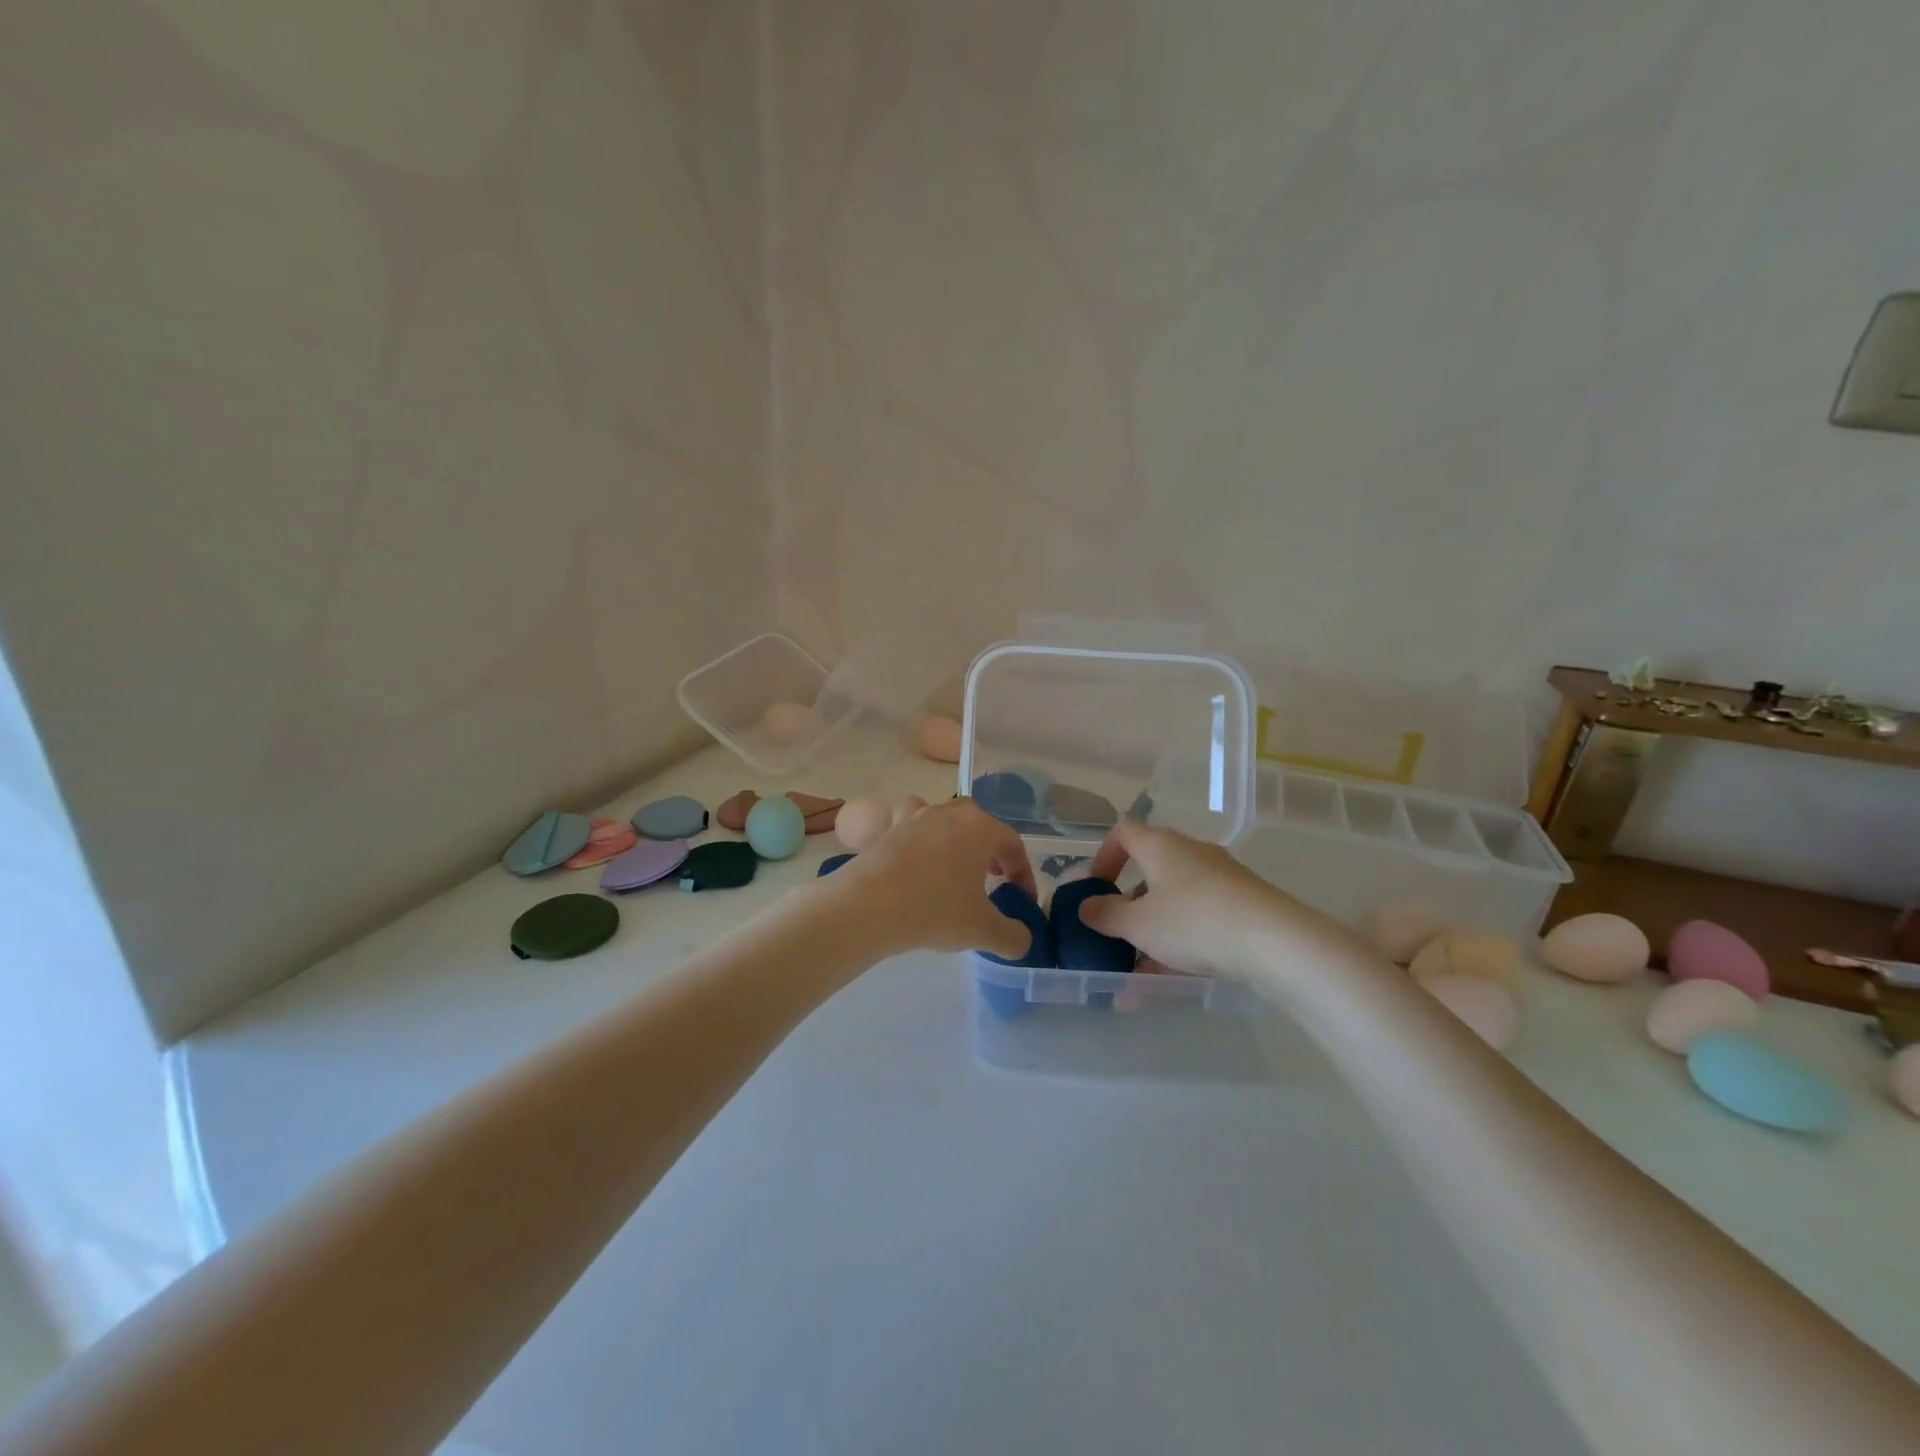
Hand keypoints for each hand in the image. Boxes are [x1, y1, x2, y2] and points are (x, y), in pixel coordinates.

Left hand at [831, 797, 1037, 959]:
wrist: (868, 905)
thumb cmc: (934, 909)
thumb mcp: (983, 930)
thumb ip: (1013, 937)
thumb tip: (1022, 941)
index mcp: (981, 828)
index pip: (1013, 845)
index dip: (1023, 873)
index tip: (1021, 899)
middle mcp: (950, 812)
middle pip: (980, 824)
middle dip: (991, 851)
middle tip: (993, 879)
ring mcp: (916, 816)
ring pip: (944, 819)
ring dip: (955, 839)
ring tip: (954, 867)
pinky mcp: (888, 828)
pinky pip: (910, 826)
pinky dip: (918, 838)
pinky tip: (916, 861)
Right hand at [1079, 820, 1309, 977]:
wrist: (1275, 942)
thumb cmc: (1193, 920)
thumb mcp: (1138, 923)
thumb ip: (1106, 914)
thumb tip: (1086, 906)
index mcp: (1160, 845)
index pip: (1123, 832)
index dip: (1103, 855)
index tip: (1094, 886)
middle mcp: (1190, 853)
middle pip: (1150, 872)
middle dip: (1128, 907)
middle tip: (1114, 936)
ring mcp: (1220, 879)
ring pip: (1174, 904)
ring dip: (1151, 936)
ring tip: (1134, 980)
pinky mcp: (1242, 906)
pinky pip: (1198, 922)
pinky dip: (1178, 947)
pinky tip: (1166, 985)